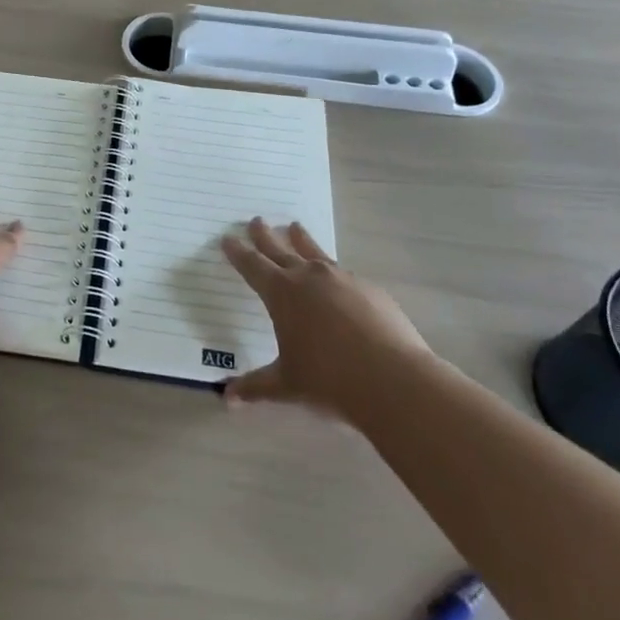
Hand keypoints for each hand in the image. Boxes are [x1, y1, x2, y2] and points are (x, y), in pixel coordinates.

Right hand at [222, 218, 427, 416]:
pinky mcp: (370, 290)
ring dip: (301, 240)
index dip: (238, 253)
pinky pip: (344, 274)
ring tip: (295, 226)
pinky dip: (332, 271)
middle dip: (265, 236)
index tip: (227, 238)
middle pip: (281, 249)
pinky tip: (336, 279)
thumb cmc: (329, 380)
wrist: (392, 380)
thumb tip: (227, 399)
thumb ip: (255, 387)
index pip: (253, 266)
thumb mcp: (286, 385)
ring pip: (315, 252)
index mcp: (282, 294)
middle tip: (256, 220)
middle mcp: (309, 277)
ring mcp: (342, 279)